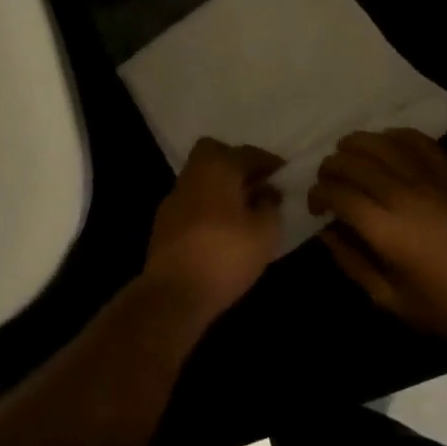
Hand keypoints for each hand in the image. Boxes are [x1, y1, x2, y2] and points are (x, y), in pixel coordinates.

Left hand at [143, 138, 285, 323]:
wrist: (174, 292)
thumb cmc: (226, 254)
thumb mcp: (265, 233)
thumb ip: (271, 206)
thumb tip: (268, 193)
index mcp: (218, 167)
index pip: (247, 153)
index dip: (268, 162)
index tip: (283, 174)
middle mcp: (193, 174)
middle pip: (213, 153)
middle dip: (235, 163)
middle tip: (256, 184)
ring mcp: (174, 197)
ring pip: (201, 178)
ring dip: (221, 187)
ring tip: (243, 210)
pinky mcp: (163, 222)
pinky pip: (192, 202)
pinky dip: (207, 206)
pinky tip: (220, 229)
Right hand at [311, 129, 446, 347]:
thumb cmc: (443, 308)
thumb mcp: (389, 299)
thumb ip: (351, 263)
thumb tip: (327, 231)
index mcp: (386, 230)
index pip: (338, 193)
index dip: (318, 193)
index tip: (316, 204)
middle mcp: (405, 197)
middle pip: (355, 161)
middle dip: (331, 166)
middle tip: (328, 179)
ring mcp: (432, 181)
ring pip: (383, 143)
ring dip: (358, 144)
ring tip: (348, 153)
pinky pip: (419, 141)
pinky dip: (396, 136)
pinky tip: (386, 142)